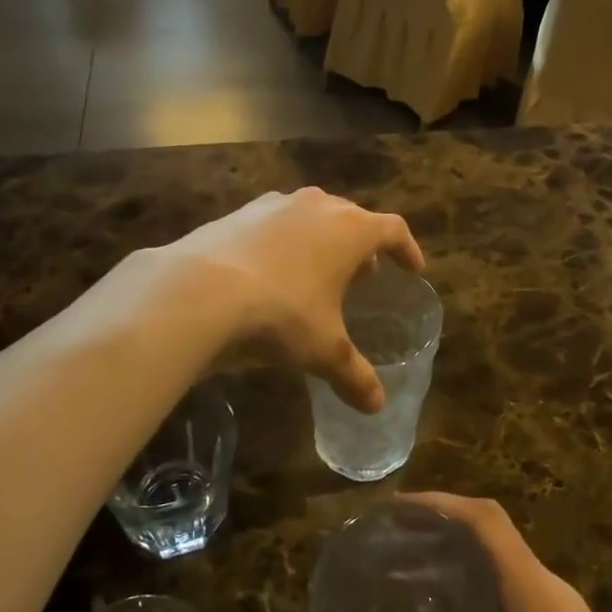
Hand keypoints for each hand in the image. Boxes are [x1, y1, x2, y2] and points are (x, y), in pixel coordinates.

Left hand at [154, 188, 423, 412]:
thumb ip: (354, 375)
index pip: (393, 230)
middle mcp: (317, 206)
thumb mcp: (322, 350)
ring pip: (312, 215)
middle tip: (364, 276)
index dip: (407, 249)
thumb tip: (377, 406)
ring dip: (322, 239)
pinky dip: (283, 241)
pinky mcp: (238, 213)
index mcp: (350, 230)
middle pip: (352, 217)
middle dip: (362, 245)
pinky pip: (274, 222)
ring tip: (318, 272)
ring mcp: (274, 205)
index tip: (413, 269)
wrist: (198, 291)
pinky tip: (270, 271)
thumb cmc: (280, 314)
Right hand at [373, 494, 611, 611]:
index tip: (394, 509)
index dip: (439, 504)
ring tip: (407, 582)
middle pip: (492, 539)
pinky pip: (516, 603)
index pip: (486, 522)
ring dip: (459, 567)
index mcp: (537, 601)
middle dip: (440, 533)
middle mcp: (553, 598)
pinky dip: (480, 601)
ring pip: (505, 572)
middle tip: (388, 549)